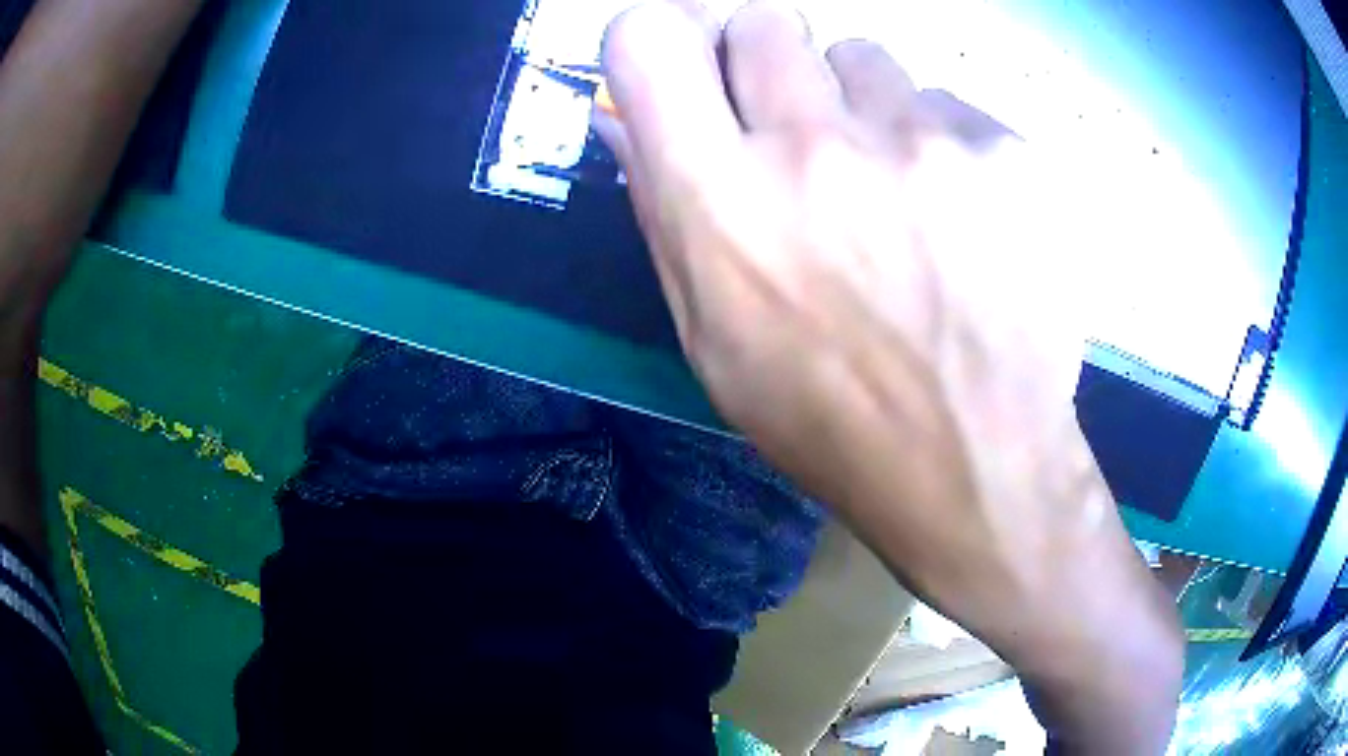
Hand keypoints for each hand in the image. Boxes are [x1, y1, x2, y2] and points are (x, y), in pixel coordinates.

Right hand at [598, 1, 1181, 750]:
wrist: (976, 463)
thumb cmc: (827, 417)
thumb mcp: (712, 340)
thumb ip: (667, 213)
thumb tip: (635, 123)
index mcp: (719, 200)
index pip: (648, 41)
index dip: (657, 37)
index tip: (682, 60)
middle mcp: (812, 145)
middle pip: (762, 23)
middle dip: (766, 63)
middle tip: (797, 126)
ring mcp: (921, 140)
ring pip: (862, 57)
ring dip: (861, 104)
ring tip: (892, 185)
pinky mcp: (1002, 150)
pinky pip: (945, 103)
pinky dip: (939, 142)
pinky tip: (960, 216)